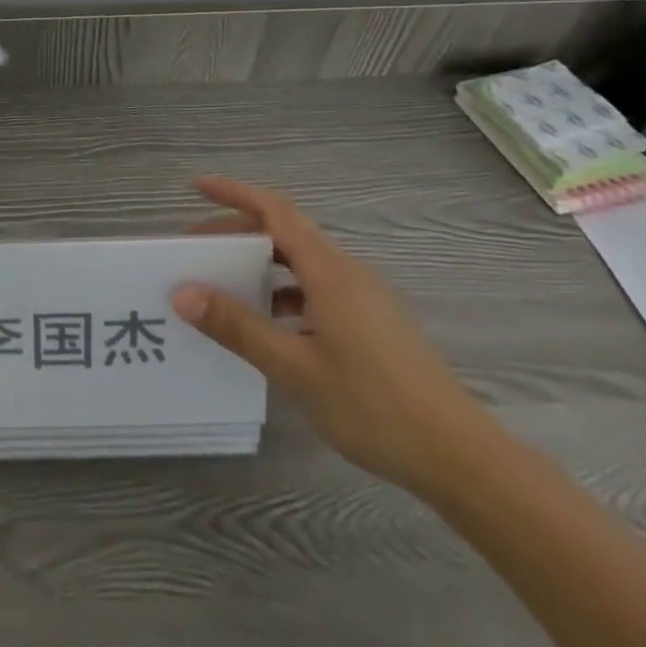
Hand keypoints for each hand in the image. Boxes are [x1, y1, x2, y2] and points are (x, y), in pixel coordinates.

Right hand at [169, 177, 494, 492]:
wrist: (463, 459)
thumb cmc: (375, 406)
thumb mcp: (295, 368)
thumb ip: (238, 327)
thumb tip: (182, 293)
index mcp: (328, 270)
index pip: (274, 210)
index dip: (235, 192)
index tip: (197, 187)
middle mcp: (347, 272)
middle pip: (285, 232)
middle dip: (238, 233)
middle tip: (197, 250)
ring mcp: (365, 297)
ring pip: (302, 262)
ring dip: (261, 264)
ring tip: (226, 288)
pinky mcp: (374, 323)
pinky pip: (318, 288)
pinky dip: (285, 291)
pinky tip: (273, 328)